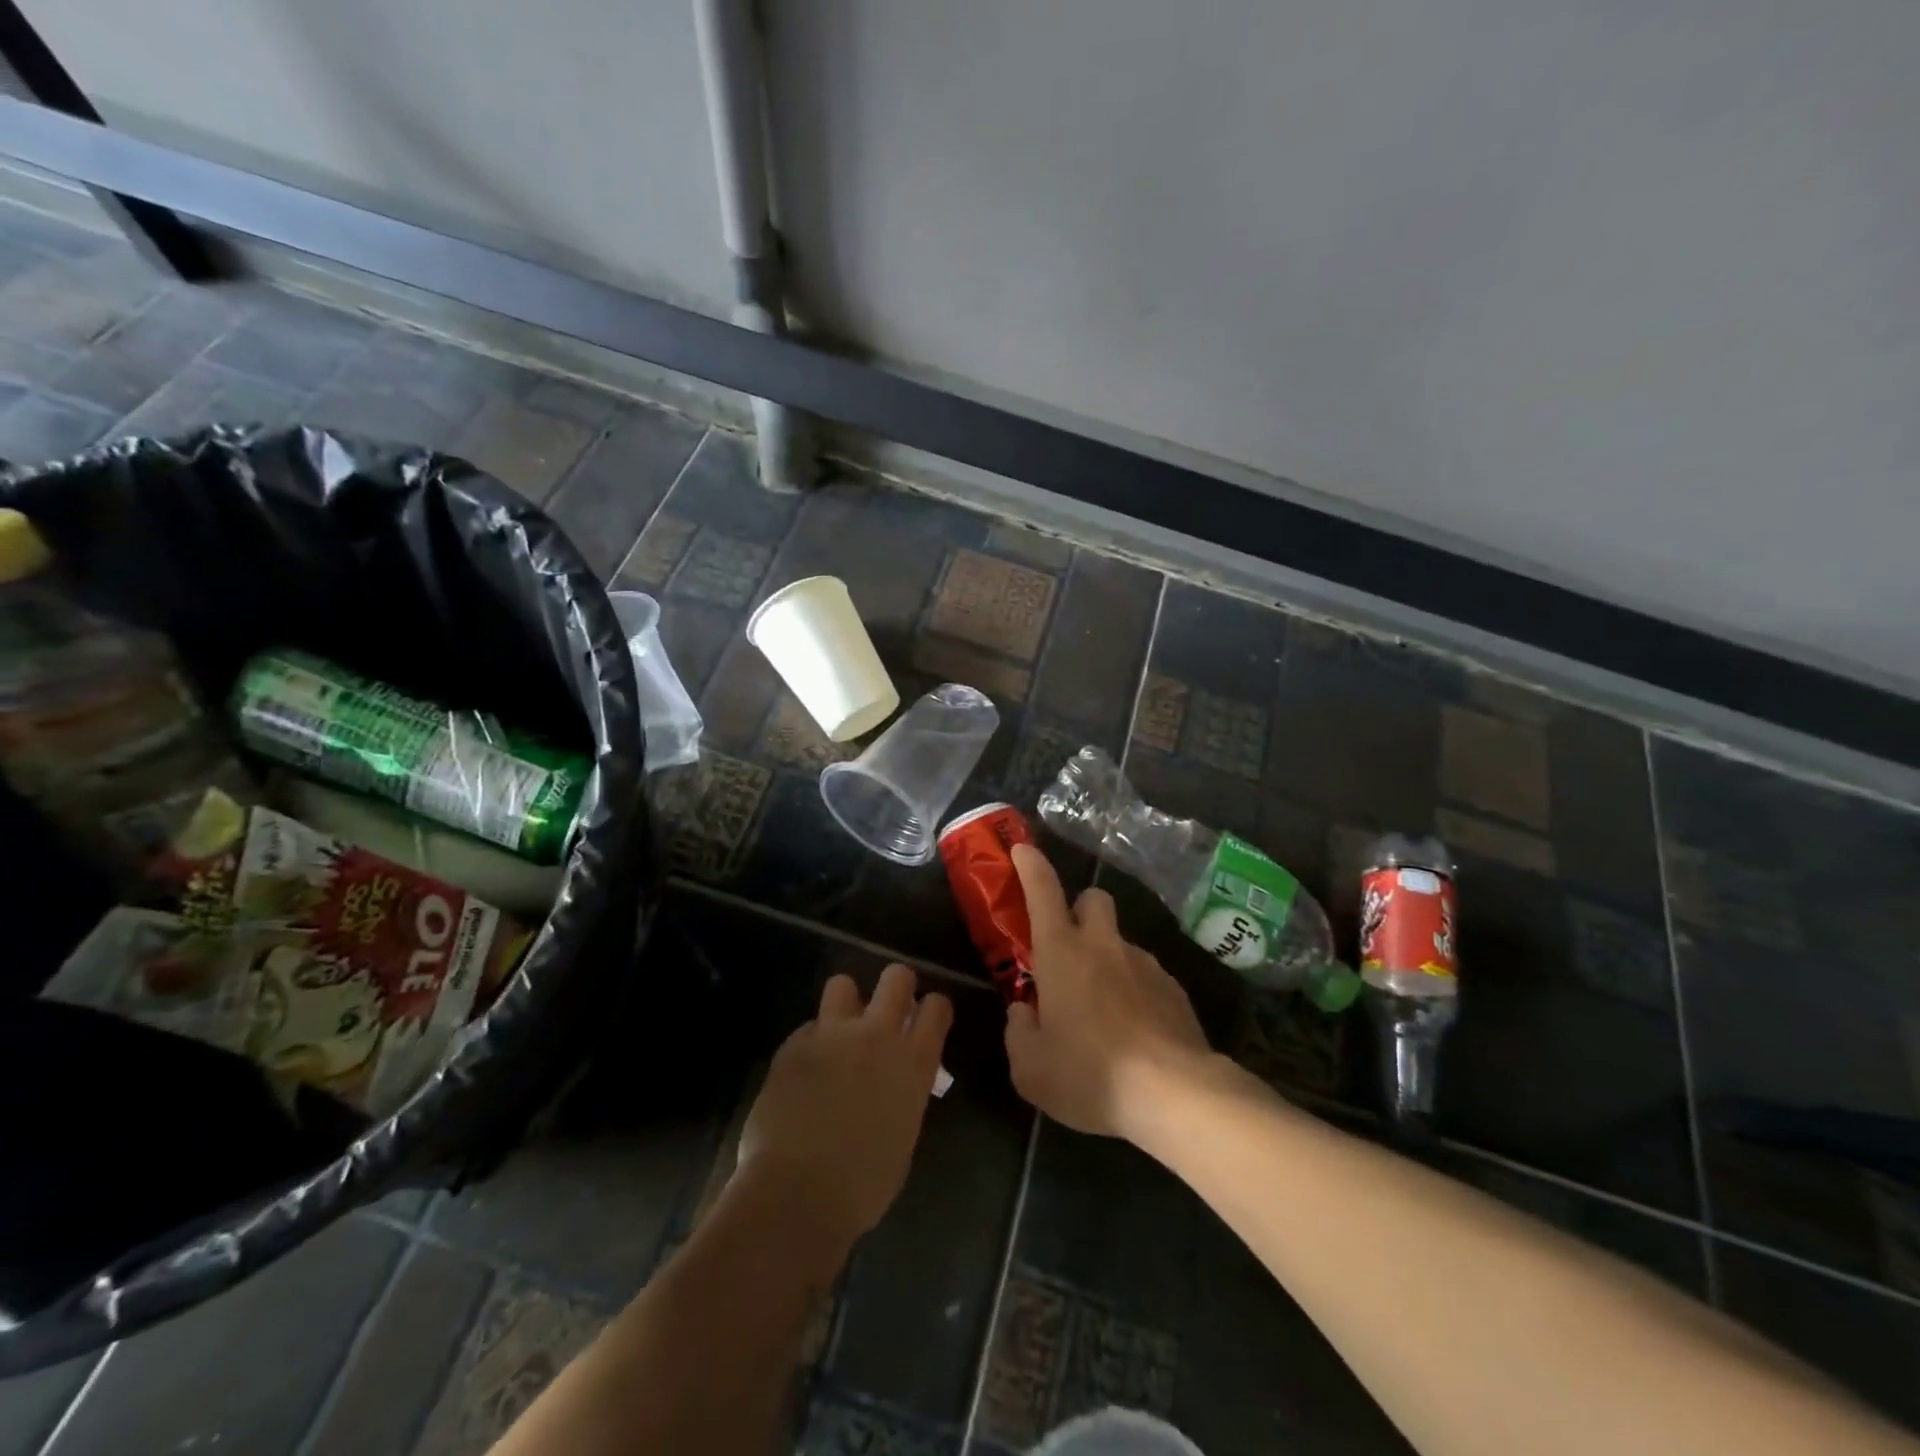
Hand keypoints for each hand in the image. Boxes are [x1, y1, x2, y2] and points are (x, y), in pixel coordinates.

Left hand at [737, 964, 953, 1255]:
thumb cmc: (862, 1186)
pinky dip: (811, 1042)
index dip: (932, 1009)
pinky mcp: (794, 1044)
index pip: (936, 1007)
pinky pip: (808, 1027)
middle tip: (889, 1010)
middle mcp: (877, 1036)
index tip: (926, 1019)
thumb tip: (895, 1083)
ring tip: (840, 1030)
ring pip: (843, 983)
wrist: (797, 1195)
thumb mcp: (903, 1136)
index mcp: (913, 1063)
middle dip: (897, 986)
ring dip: (846, 1003)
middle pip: (897, 976)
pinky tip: (806, 1071)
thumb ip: (904, 1094)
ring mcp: (832, 1034)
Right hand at [1004, 844, 1212, 1140]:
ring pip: (1120, 941)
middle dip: (1079, 910)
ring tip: (1103, 1010)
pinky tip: (1135, 1032)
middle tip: (1070, 948)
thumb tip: (1023, 1013)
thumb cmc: (1090, 1074)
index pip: (1043, 891)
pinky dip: (1135, 990)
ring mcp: (1144, 963)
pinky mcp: (1173, 988)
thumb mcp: (1031, 1069)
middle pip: (1093, 898)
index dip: (1031, 865)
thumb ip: (1019, 1033)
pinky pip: (1146, 975)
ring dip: (1107, 958)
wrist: (1174, 1094)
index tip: (1023, 850)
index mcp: (1061, 953)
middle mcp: (1103, 946)